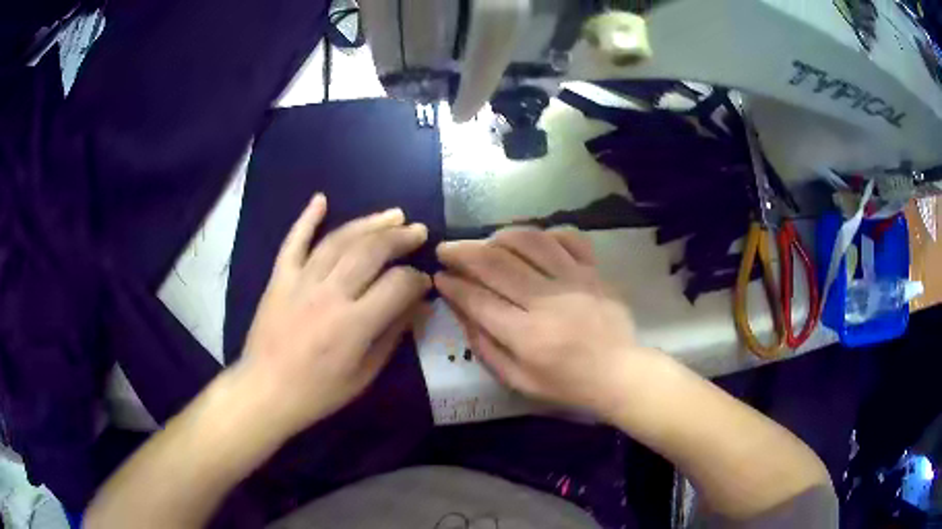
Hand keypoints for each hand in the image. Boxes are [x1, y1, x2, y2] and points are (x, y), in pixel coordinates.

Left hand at [237, 194, 430, 436]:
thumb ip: (393, 335)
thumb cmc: (319, 391)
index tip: (424, 281)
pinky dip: (306, 219)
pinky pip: (294, 242)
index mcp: (354, 324)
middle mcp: (329, 294)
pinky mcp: (279, 278)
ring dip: (368, 223)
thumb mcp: (365, 374)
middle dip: (399, 238)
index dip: (417, 279)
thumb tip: (418, 305)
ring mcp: (300, 281)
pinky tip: (321, 200)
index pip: (397, 284)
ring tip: (392, 215)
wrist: (266, 391)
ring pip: (338, 240)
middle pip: (371, 251)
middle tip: (417, 231)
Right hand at [435, 228, 659, 418]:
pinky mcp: (594, 271)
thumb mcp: (518, 380)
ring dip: (499, 237)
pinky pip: (567, 238)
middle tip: (446, 249)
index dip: (453, 285)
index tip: (439, 276)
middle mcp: (548, 301)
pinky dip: (545, 234)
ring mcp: (574, 280)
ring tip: (485, 243)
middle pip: (496, 263)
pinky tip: (531, 241)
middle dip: (463, 252)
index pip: (478, 299)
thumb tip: (461, 310)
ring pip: (529, 242)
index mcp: (527, 335)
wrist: (620, 373)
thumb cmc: (567, 384)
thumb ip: (485, 346)